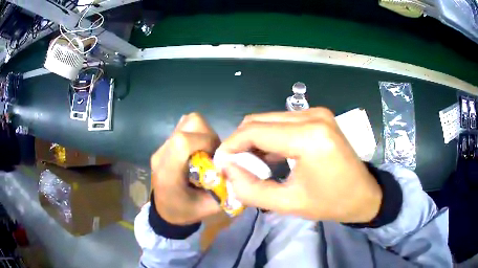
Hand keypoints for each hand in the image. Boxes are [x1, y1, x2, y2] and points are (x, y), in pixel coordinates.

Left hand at [150, 113, 221, 224]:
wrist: (165, 212)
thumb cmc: (184, 212)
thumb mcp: (208, 208)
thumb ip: (225, 191)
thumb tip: (239, 171)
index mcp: (168, 173)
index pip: (183, 141)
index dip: (206, 141)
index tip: (217, 156)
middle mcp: (162, 154)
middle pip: (189, 123)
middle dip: (208, 135)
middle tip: (214, 154)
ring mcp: (162, 147)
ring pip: (187, 121)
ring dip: (203, 133)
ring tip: (207, 152)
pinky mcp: (165, 145)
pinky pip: (184, 128)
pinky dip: (197, 134)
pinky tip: (198, 151)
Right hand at [217, 108, 381, 222]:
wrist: (364, 195)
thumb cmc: (331, 203)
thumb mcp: (288, 204)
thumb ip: (251, 190)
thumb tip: (227, 171)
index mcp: (309, 136)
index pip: (255, 131)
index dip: (231, 146)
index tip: (220, 164)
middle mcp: (313, 115)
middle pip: (259, 121)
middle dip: (240, 143)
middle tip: (234, 167)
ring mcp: (317, 113)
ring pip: (269, 120)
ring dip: (254, 140)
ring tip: (249, 165)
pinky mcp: (318, 117)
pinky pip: (283, 122)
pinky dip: (269, 138)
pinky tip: (267, 157)